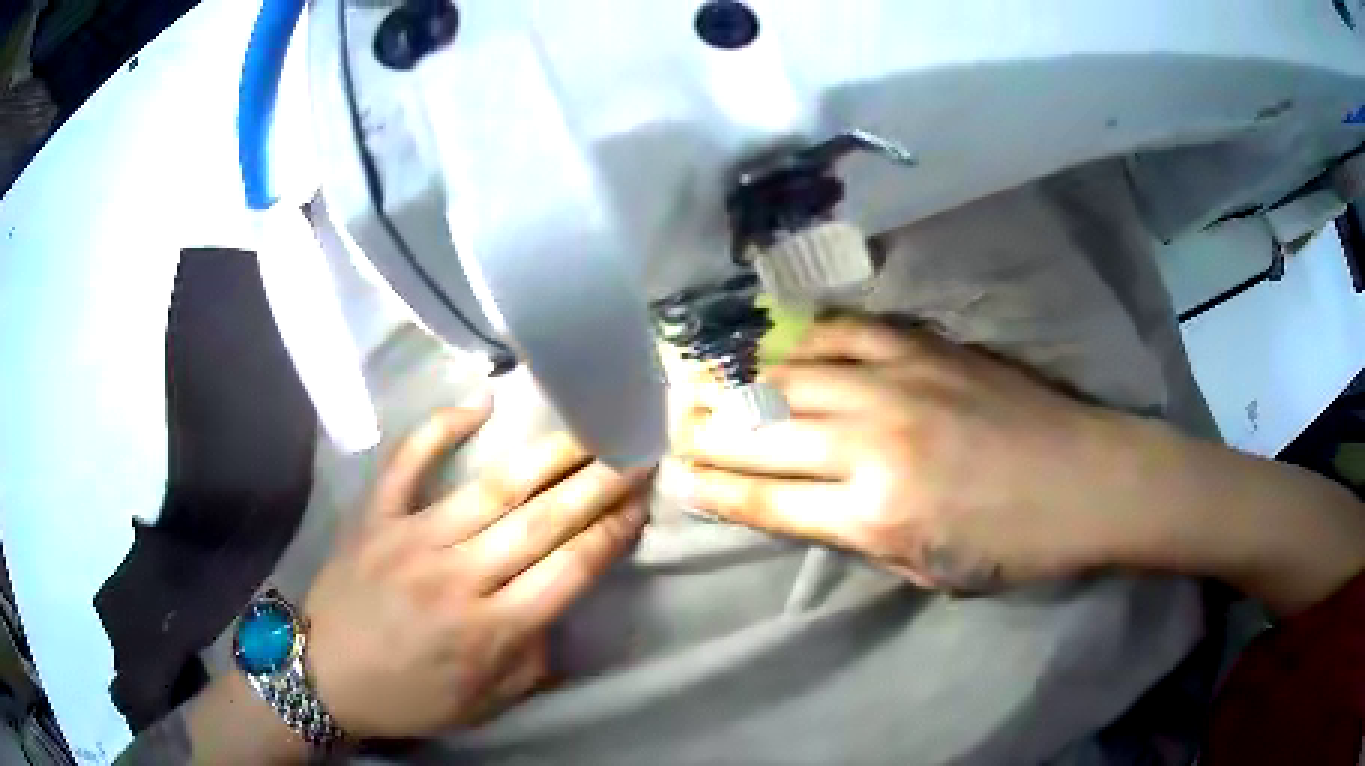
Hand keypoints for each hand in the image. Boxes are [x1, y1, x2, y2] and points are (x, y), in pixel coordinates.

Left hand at [304, 396, 648, 738]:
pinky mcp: (376, 516)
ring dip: (547, 457)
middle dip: (598, 485)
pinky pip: (408, 462)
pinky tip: (479, 402)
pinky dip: (440, 427)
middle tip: (635, 450)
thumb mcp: (484, 703)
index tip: (640, 504)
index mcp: (490, 631)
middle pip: (542, 522)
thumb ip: (532, 660)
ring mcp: (413, 538)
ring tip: (588, 427)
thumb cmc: (409, 697)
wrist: (323, 676)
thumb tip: (559, 610)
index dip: (611, 534)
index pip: (569, 571)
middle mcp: (459, 577)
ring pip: (491, 489)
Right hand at [669, 316, 1135, 592]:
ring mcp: (897, 385)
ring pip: (790, 378)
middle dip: (706, 434)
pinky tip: (780, 347)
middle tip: (671, 426)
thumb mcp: (928, 572)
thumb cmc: (1013, 545)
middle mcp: (871, 444)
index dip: (712, 490)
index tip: (674, 476)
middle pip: (762, 435)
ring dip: (738, 385)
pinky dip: (802, 340)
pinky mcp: (924, 349)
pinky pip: (844, 333)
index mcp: (874, 515)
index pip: (764, 501)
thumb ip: (858, 537)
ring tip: (704, 385)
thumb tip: (803, 507)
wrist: (1086, 479)